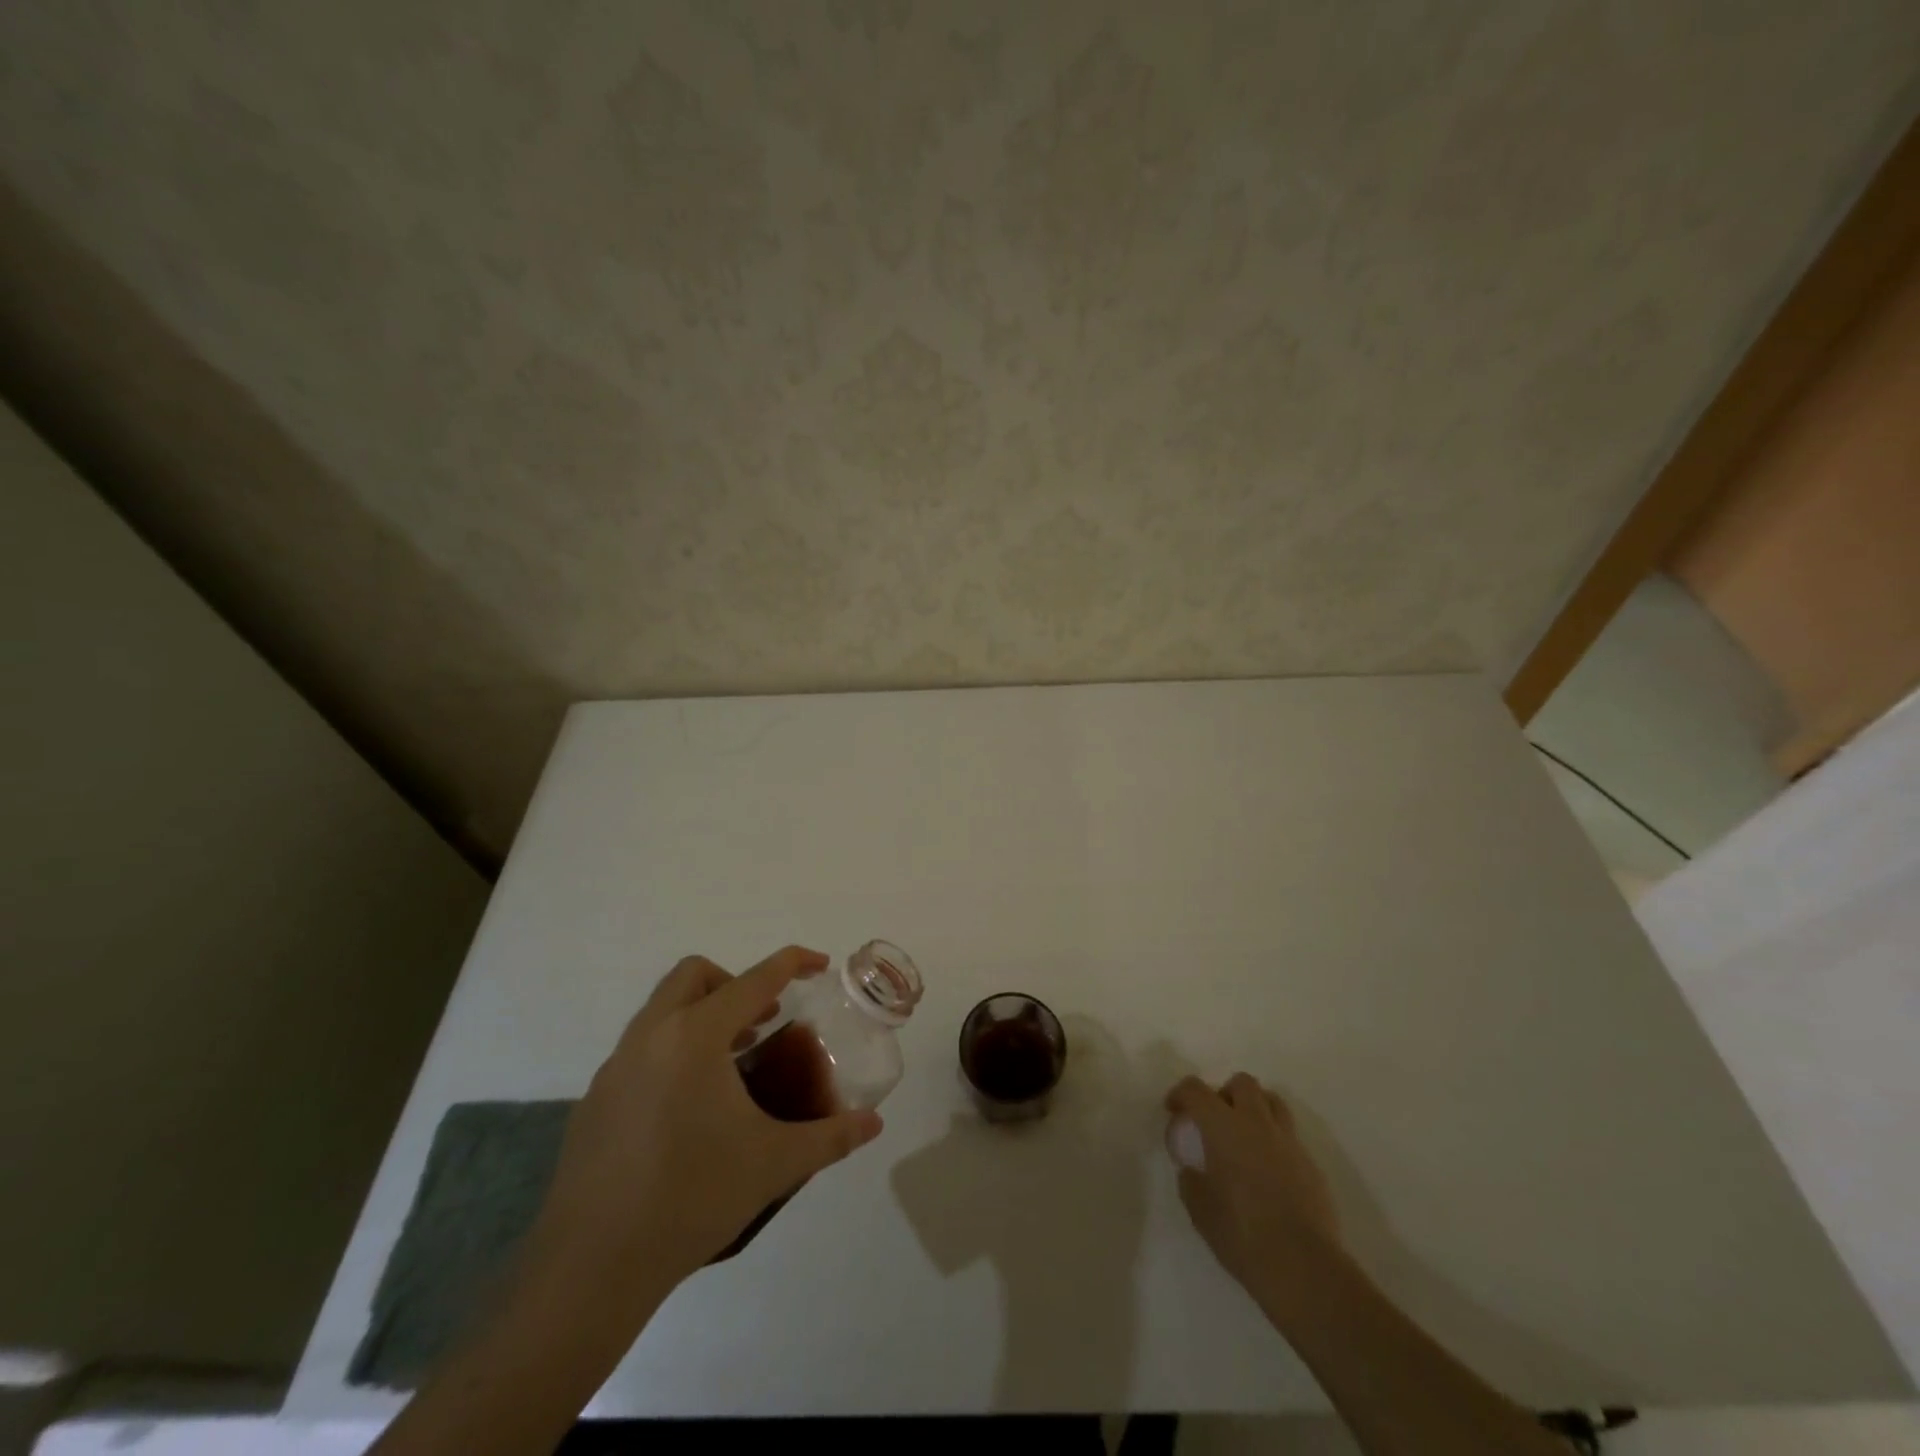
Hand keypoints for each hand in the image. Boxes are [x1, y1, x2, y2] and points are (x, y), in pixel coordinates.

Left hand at [523, 946, 883, 1306]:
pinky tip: (688, 1109)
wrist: (592, 1267)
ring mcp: (615, 1067)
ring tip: (733, 1063)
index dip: (792, 963)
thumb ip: (830, 1137)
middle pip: (694, 975)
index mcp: (695, 1037)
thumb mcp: (775, 1164)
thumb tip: (873, 1124)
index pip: (755, 980)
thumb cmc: (692, 1198)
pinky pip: (641, 1050)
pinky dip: (673, 1052)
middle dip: (735, 983)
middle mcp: (650, 1037)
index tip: (819, 964)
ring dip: (703, 1016)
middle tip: (764, 1021)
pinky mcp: (594, 1100)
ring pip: (662, 1010)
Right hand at [1166, 1074, 1343, 1300]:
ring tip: (1244, 1138)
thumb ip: (1191, 1180)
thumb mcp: (1200, 1209)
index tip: (1174, 1111)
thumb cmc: (1242, 1235)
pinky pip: (1289, 1136)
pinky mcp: (1311, 1164)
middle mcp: (1256, 1123)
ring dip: (1254, 1109)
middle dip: (1225, 1093)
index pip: (1196, 1090)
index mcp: (1223, 1127)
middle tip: (1215, 1121)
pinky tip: (1267, 1172)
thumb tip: (1194, 1169)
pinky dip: (1273, 1141)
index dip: (1180, 1094)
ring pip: (1272, 1102)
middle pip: (1242, 1083)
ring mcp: (1288, 1142)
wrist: (1304, 1268)